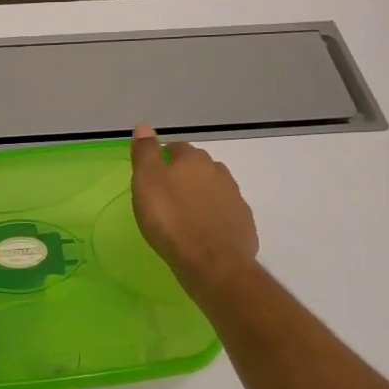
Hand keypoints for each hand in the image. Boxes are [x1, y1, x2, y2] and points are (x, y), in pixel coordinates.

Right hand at [130, 127, 259, 293]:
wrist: (211, 262)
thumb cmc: (170, 220)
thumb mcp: (146, 182)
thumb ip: (145, 153)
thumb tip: (144, 126)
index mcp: (193, 160)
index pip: (177, 148)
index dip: (164, 158)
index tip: (152, 174)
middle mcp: (218, 172)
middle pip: (199, 166)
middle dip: (185, 175)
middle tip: (167, 194)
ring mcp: (235, 198)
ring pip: (214, 189)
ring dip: (201, 195)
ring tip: (185, 213)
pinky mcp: (244, 223)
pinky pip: (225, 213)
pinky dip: (215, 217)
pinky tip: (204, 231)